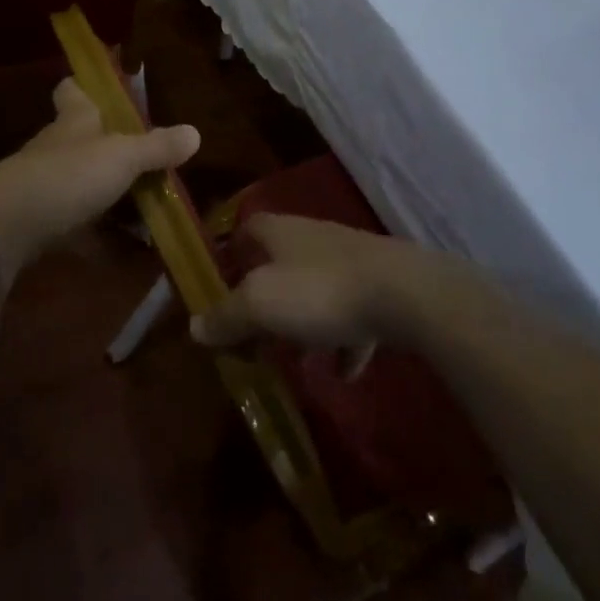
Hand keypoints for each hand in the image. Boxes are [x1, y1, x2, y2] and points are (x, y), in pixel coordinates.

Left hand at [0, 78, 199, 273]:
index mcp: (75, 121)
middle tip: (149, 162)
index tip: (98, 86)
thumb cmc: (68, 175)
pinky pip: (77, 229)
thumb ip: (157, 147)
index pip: (73, 91)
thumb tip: (196, 132)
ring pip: (81, 185)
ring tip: (149, 212)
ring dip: (109, 197)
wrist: (5, 227)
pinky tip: (127, 256)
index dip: (84, 86)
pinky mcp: (39, 224)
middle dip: (109, 149)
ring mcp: (45, 186)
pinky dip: (101, 240)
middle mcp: (58, 148)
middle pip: (82, 140)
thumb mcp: (122, 157)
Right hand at [189, 214, 431, 350]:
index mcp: (279, 231)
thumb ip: (226, 316)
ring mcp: (350, 261)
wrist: (404, 294)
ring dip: (304, 325)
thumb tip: (195, 326)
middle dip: (266, 301)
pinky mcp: (380, 286)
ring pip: (315, 291)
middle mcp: (312, 238)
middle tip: (254, 337)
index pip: (246, 229)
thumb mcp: (260, 305)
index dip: (231, 253)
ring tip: (297, 361)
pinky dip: (344, 342)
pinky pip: (352, 315)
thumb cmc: (320, 291)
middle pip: (279, 264)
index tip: (220, 285)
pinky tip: (344, 371)